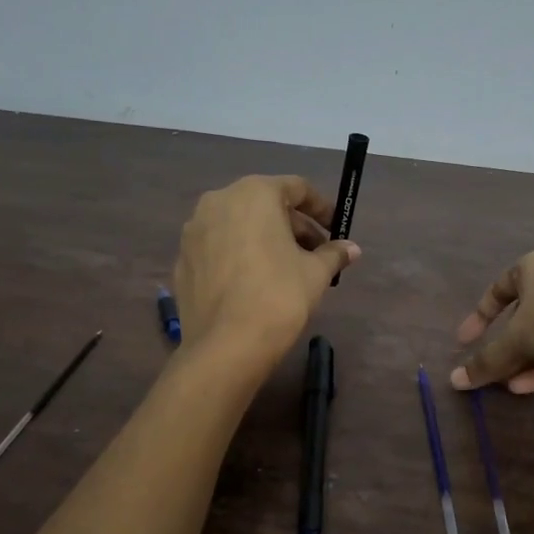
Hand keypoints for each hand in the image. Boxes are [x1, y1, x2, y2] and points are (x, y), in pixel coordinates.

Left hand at [173, 175, 359, 370]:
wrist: (227, 345)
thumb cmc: (279, 295)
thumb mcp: (316, 273)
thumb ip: (333, 253)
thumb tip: (351, 249)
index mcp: (254, 193)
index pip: (296, 188)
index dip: (322, 208)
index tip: (337, 230)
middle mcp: (218, 201)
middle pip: (266, 205)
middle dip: (294, 227)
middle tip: (317, 255)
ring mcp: (194, 231)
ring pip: (239, 226)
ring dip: (266, 240)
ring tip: (287, 270)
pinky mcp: (183, 260)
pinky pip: (219, 249)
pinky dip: (240, 257)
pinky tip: (254, 283)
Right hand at [449, 252, 533, 393]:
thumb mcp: (514, 340)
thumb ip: (486, 361)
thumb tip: (455, 382)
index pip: (499, 288)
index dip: (479, 317)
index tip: (465, 342)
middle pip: (526, 315)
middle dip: (509, 347)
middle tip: (496, 369)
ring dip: (529, 360)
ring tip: (515, 386)